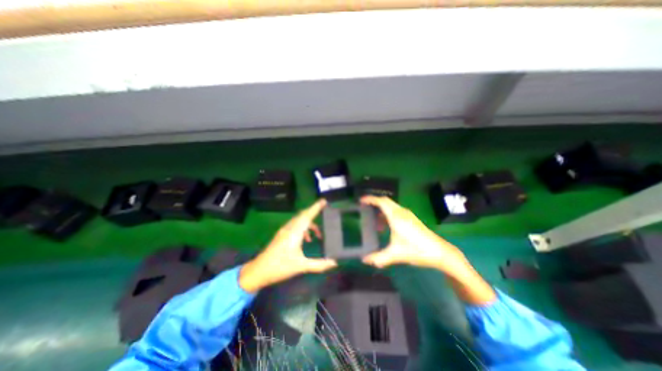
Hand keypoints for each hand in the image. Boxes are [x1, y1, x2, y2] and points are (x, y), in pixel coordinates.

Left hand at [238, 198, 336, 294]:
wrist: (258, 271)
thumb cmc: (280, 267)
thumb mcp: (301, 266)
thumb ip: (319, 264)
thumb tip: (334, 263)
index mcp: (294, 233)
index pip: (307, 216)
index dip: (316, 207)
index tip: (324, 201)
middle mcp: (289, 228)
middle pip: (303, 215)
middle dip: (314, 213)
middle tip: (324, 212)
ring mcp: (284, 231)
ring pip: (299, 221)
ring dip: (309, 224)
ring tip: (318, 235)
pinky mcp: (281, 235)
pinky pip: (295, 226)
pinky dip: (303, 229)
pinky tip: (306, 240)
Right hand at [360, 197, 472, 277]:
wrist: (440, 252)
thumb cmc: (417, 250)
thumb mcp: (396, 254)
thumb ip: (379, 258)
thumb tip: (364, 260)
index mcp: (396, 217)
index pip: (381, 202)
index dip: (370, 199)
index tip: (361, 200)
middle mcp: (401, 212)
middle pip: (385, 201)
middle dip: (374, 202)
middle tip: (364, 207)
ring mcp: (408, 215)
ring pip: (391, 206)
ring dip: (381, 210)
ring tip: (373, 220)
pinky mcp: (411, 219)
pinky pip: (396, 211)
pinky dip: (388, 215)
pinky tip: (385, 227)